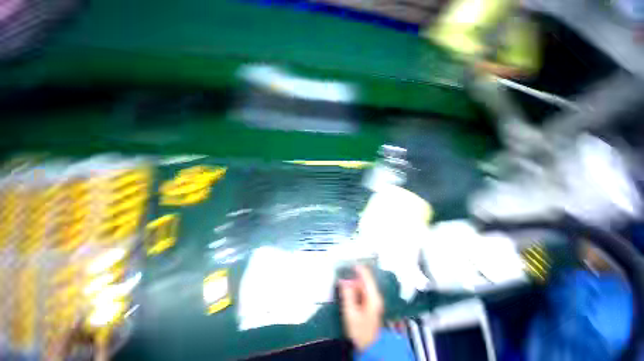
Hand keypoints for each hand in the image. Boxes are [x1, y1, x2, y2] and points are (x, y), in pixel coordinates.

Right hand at [339, 265, 383, 350]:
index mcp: (373, 296)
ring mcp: (374, 300)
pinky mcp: (371, 304)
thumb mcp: (351, 312)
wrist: (369, 346)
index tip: (348, 262)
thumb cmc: (360, 330)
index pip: (366, 276)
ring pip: (363, 285)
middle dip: (353, 277)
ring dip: (353, 283)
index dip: (358, 268)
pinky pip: (362, 291)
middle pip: (364, 280)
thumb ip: (347, 294)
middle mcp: (375, 295)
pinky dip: (355, 289)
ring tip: (343, 284)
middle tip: (342, 277)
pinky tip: (348, 292)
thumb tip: (342, 280)